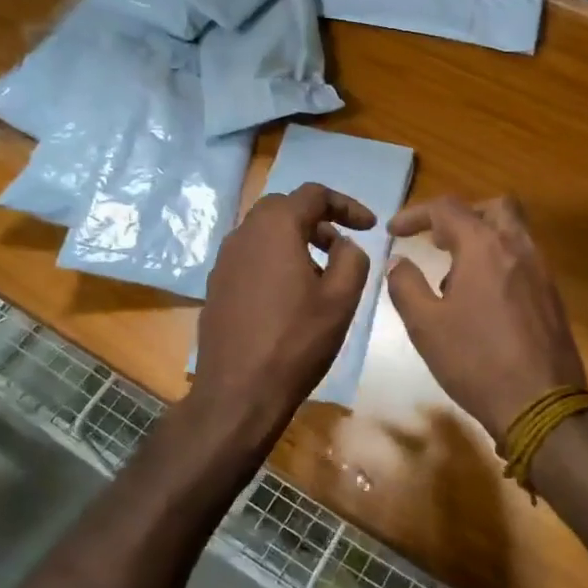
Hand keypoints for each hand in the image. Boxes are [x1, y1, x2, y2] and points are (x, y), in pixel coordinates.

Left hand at [191, 182, 373, 437]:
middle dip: (318, 221)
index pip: (314, 195)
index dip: (346, 205)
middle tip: (343, 247)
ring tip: (321, 274)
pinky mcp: (216, 286)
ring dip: (296, 241)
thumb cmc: (296, 341)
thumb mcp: (341, 299)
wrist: (238, 392)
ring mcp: (224, 260)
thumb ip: (353, 258)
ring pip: (265, 233)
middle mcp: (243, 234)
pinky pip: (251, 257)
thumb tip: (345, 244)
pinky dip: (275, 260)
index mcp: (275, 227)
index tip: (370, 227)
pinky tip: (291, 295)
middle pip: (285, 208)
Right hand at [386, 195, 587, 444]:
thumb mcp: (426, 325)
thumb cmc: (476, 360)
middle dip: (462, 216)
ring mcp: (541, 271)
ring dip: (481, 240)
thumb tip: (399, 261)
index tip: (394, 231)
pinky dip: (499, 263)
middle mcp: (518, 247)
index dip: (416, 214)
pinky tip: (482, 302)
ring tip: (454, 278)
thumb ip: (406, 285)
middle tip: (438, 241)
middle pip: (494, 207)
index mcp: (485, 247)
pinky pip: (523, 260)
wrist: (542, 404)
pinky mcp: (552, 295)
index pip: (447, 208)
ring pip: (513, 233)